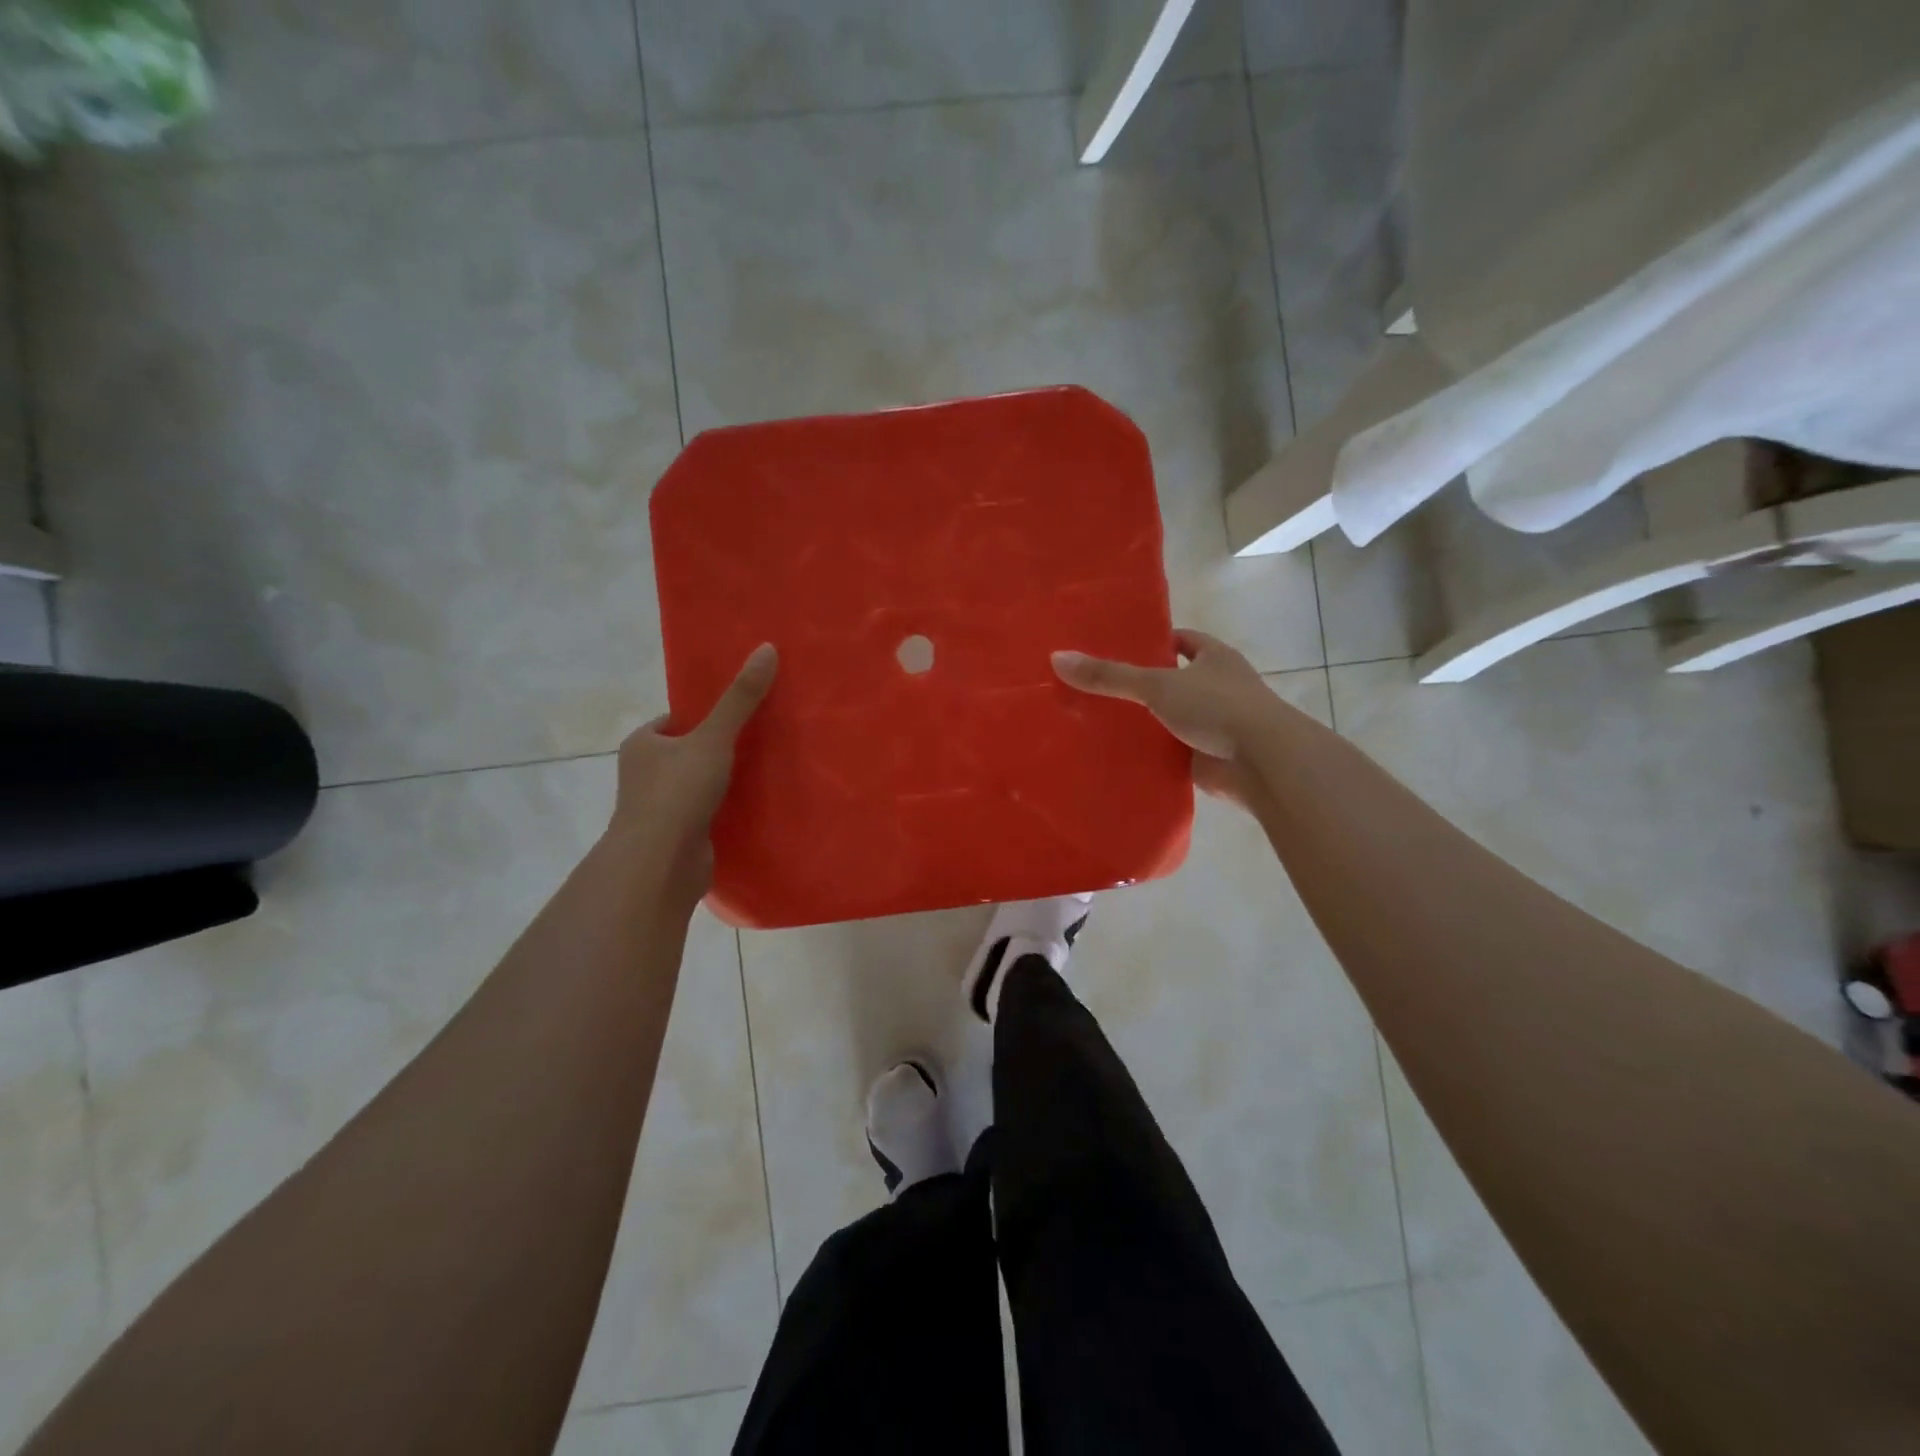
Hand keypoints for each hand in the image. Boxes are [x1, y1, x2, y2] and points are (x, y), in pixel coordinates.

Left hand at [606, 644, 777, 901]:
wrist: (660, 863)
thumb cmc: (677, 793)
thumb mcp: (714, 738)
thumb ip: (740, 699)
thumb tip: (767, 648)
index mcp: (643, 744)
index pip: (676, 720)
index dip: (706, 715)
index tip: (740, 713)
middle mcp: (645, 774)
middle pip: (689, 752)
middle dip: (719, 748)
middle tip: (762, 740)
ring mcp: (660, 808)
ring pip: (699, 785)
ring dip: (725, 781)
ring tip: (766, 770)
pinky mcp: (678, 836)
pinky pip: (707, 813)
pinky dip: (726, 809)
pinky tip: (756, 806)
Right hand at [1052, 629, 1278, 807]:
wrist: (1261, 762)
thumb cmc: (1217, 707)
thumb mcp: (1157, 685)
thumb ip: (1110, 675)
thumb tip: (1057, 658)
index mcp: (1214, 658)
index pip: (1180, 641)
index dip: (1153, 642)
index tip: (1117, 649)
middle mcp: (1217, 687)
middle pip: (1172, 680)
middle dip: (1141, 686)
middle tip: (1096, 688)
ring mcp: (1215, 724)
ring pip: (1170, 718)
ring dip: (1144, 723)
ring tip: (1096, 722)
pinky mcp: (1207, 757)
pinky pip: (1171, 751)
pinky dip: (1151, 754)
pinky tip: (1117, 756)